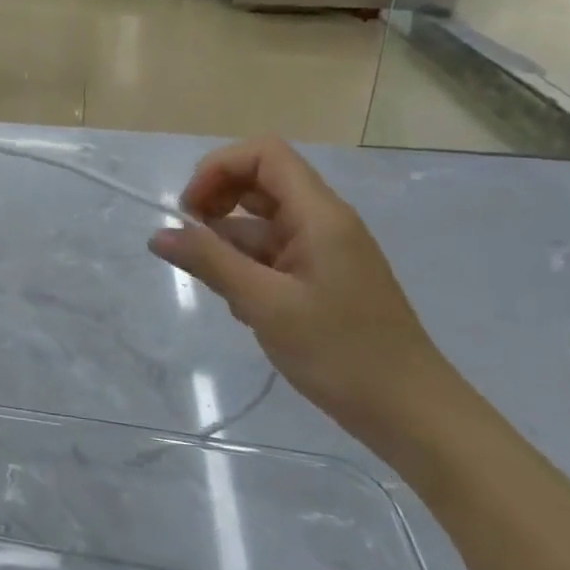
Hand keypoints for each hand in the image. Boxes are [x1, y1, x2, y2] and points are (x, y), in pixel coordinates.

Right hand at [148, 136, 452, 441]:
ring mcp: (324, 250)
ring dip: (229, 244)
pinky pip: (273, 254)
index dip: (219, 167)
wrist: (411, 414)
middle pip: (259, 183)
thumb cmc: (341, 352)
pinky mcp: (322, 278)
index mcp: (319, 214)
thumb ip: (210, 262)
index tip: (191, 208)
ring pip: (261, 223)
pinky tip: (244, 308)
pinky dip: (247, 268)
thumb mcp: (265, 305)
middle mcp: (323, 222)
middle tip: (191, 238)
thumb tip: (158, 234)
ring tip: (221, 288)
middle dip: (218, 202)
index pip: (264, 154)